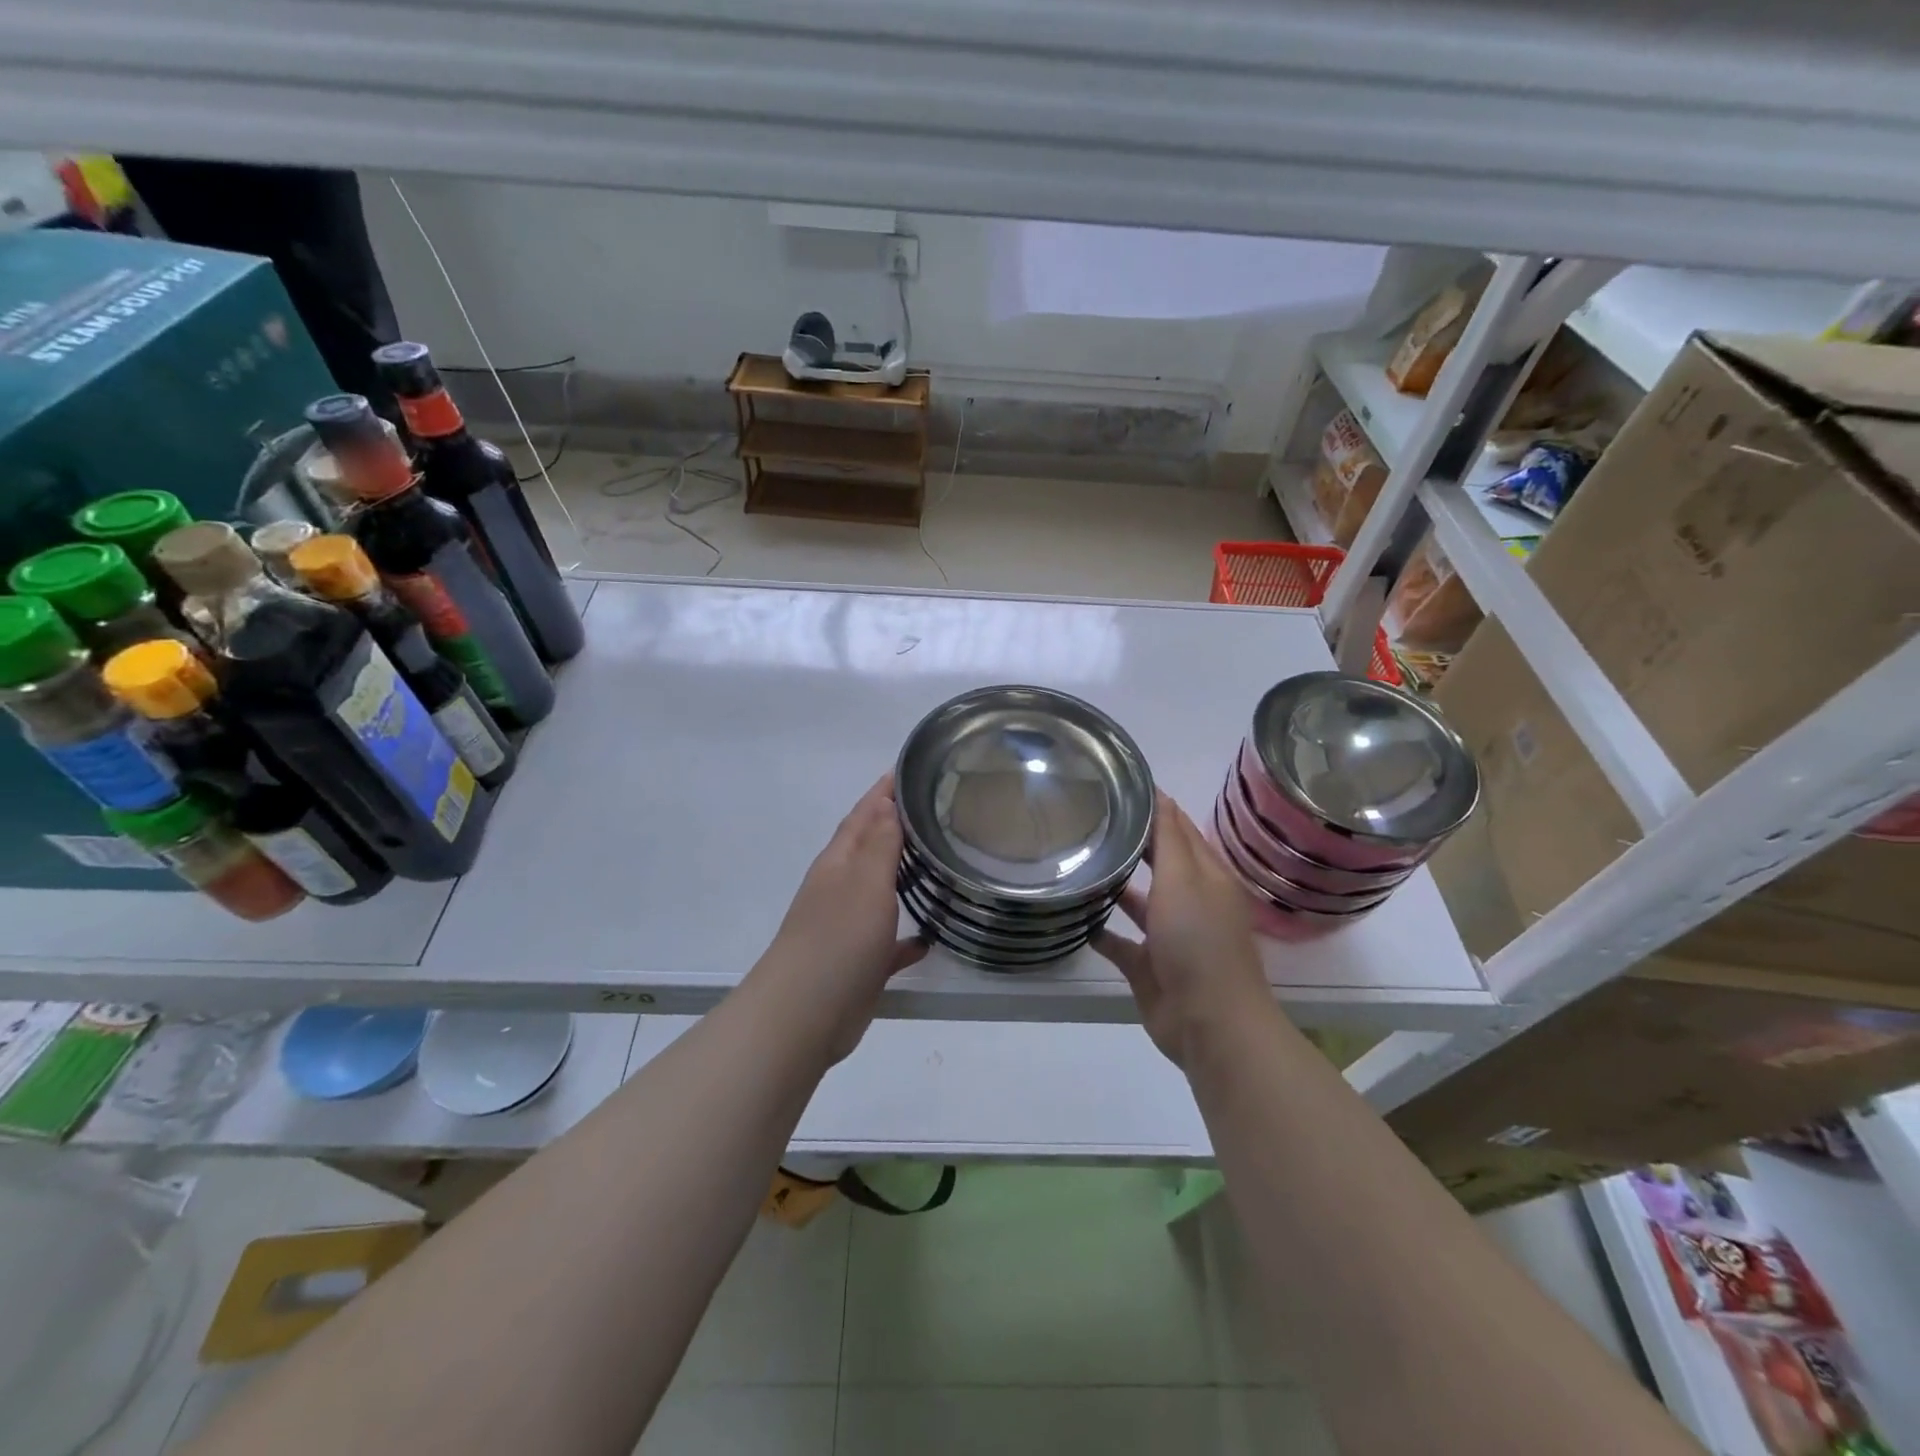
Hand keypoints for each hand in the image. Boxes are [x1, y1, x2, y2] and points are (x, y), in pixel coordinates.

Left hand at [754, 774, 926, 1061]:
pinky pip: (888, 941)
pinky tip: (929, 936)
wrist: (805, 1013)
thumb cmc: (838, 938)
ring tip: (938, 863)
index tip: (910, 770)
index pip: (863, 814)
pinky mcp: (860, 963)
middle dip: (895, 827)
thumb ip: (879, 842)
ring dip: (902, 876)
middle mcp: (841, 888)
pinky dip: (907, 935)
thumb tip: (885, 800)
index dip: (883, 792)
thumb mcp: (864, 881)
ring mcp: (847, 926)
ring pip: (879, 892)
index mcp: (839, 862)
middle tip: (935, 811)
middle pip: (870, 848)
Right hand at [1093, 792, 1271, 1067]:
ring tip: (1078, 863)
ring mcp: (1169, 937)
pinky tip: (1077, 918)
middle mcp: (1190, 902)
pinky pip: (1122, 943)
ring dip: (1116, 887)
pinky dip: (1102, 932)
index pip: (1179, 830)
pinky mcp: (1149, 967)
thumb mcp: (1184, 879)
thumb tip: (1160, 793)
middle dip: (1132, 844)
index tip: (1118, 785)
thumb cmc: (1198, 941)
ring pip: (1139, 903)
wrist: (1208, 1022)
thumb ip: (1169, 838)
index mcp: (1207, 877)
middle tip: (1089, 819)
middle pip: (1159, 864)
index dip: (1155, 807)